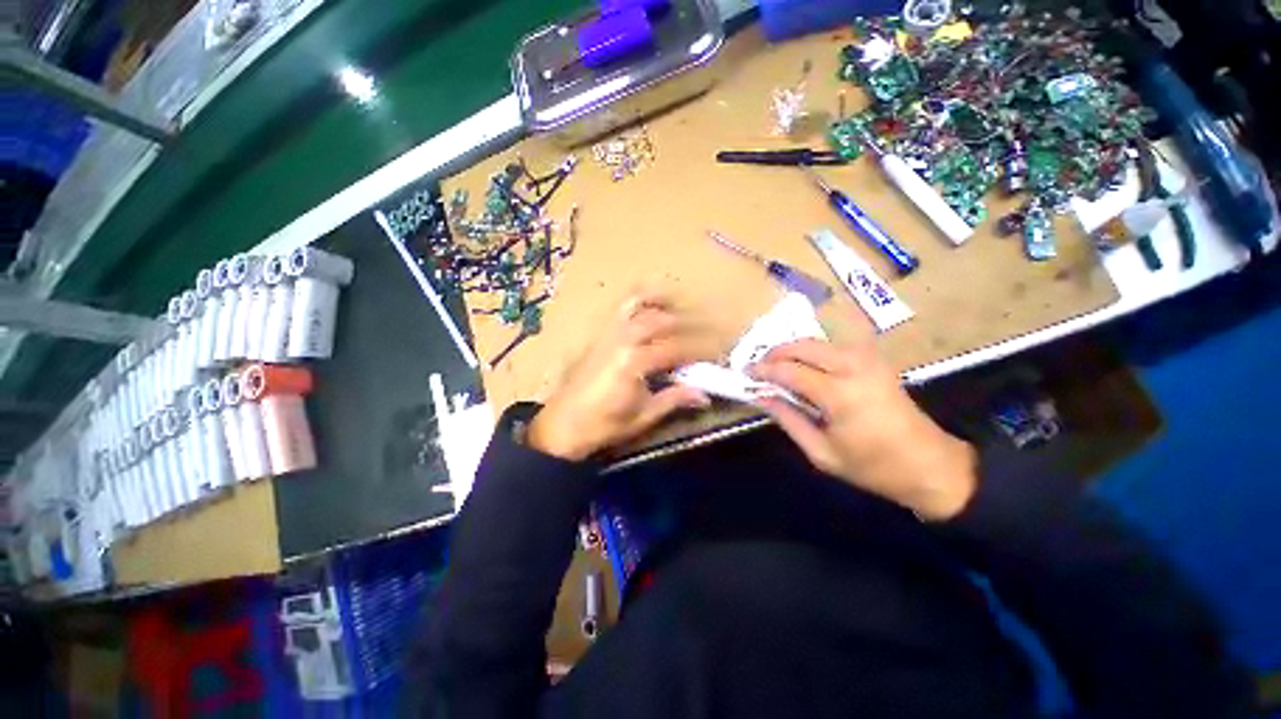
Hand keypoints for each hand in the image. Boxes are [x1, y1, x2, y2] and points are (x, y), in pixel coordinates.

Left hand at [528, 293, 714, 460]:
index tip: (717, 355)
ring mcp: (608, 333)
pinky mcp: (600, 335)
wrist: (561, 425)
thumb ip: (674, 399)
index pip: (676, 349)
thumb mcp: (643, 416)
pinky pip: (621, 309)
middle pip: (661, 321)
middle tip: (709, 329)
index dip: (700, 351)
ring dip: (662, 301)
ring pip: (638, 304)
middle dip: (688, 323)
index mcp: (634, 362)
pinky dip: (638, 301)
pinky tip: (650, 305)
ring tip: (681, 304)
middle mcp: (622, 340)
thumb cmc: (603, 425)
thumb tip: (703, 395)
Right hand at [748, 337, 977, 520]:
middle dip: (775, 353)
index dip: (763, 370)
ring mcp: (867, 359)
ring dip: (792, 350)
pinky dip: (811, 351)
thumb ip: (787, 419)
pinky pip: (832, 346)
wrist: (930, 464)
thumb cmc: (872, 466)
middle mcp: (853, 367)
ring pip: (816, 341)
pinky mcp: (874, 359)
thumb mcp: (821, 452)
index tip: (746, 373)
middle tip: (759, 368)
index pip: (789, 370)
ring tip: (776, 367)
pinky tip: (802, 366)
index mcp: (839, 394)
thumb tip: (761, 396)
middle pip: (802, 346)